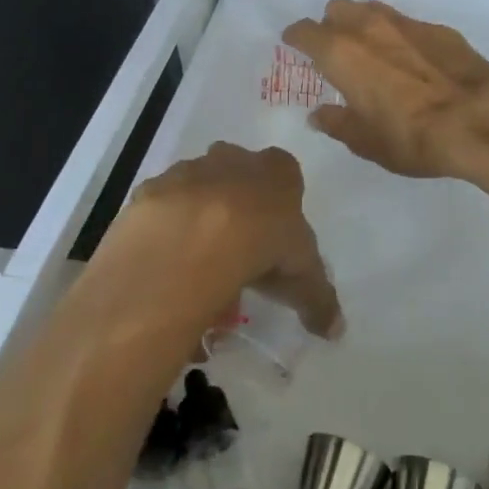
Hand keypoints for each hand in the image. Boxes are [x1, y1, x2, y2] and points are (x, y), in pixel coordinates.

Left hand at [118, 142, 342, 338]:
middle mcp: (233, 159)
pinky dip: (165, 234)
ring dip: (199, 221)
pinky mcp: (152, 190)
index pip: (285, 176)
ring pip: (198, 192)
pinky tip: (167, 268)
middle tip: (237, 257)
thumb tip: (336, 330)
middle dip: (238, 210)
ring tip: (197, 271)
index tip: (275, 242)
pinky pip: (161, 212)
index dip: (280, 208)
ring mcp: (189, 170)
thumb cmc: (261, 242)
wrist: (191, 237)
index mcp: (276, 169)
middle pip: (238, 178)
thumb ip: (318, 299)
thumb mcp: (303, 275)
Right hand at [282, 0, 488, 177]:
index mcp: (341, 53)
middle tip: (336, 50)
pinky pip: (406, 23)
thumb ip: (338, 123)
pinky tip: (412, 59)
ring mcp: (406, 24)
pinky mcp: (438, 29)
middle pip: (338, 9)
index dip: (296, 37)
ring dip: (364, 23)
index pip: (305, 32)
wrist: (477, 119)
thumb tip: (319, 115)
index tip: (294, 44)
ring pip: (372, 9)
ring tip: (371, 49)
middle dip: (331, 24)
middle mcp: (368, 28)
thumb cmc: (410, 136)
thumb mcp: (366, 141)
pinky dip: (399, 36)